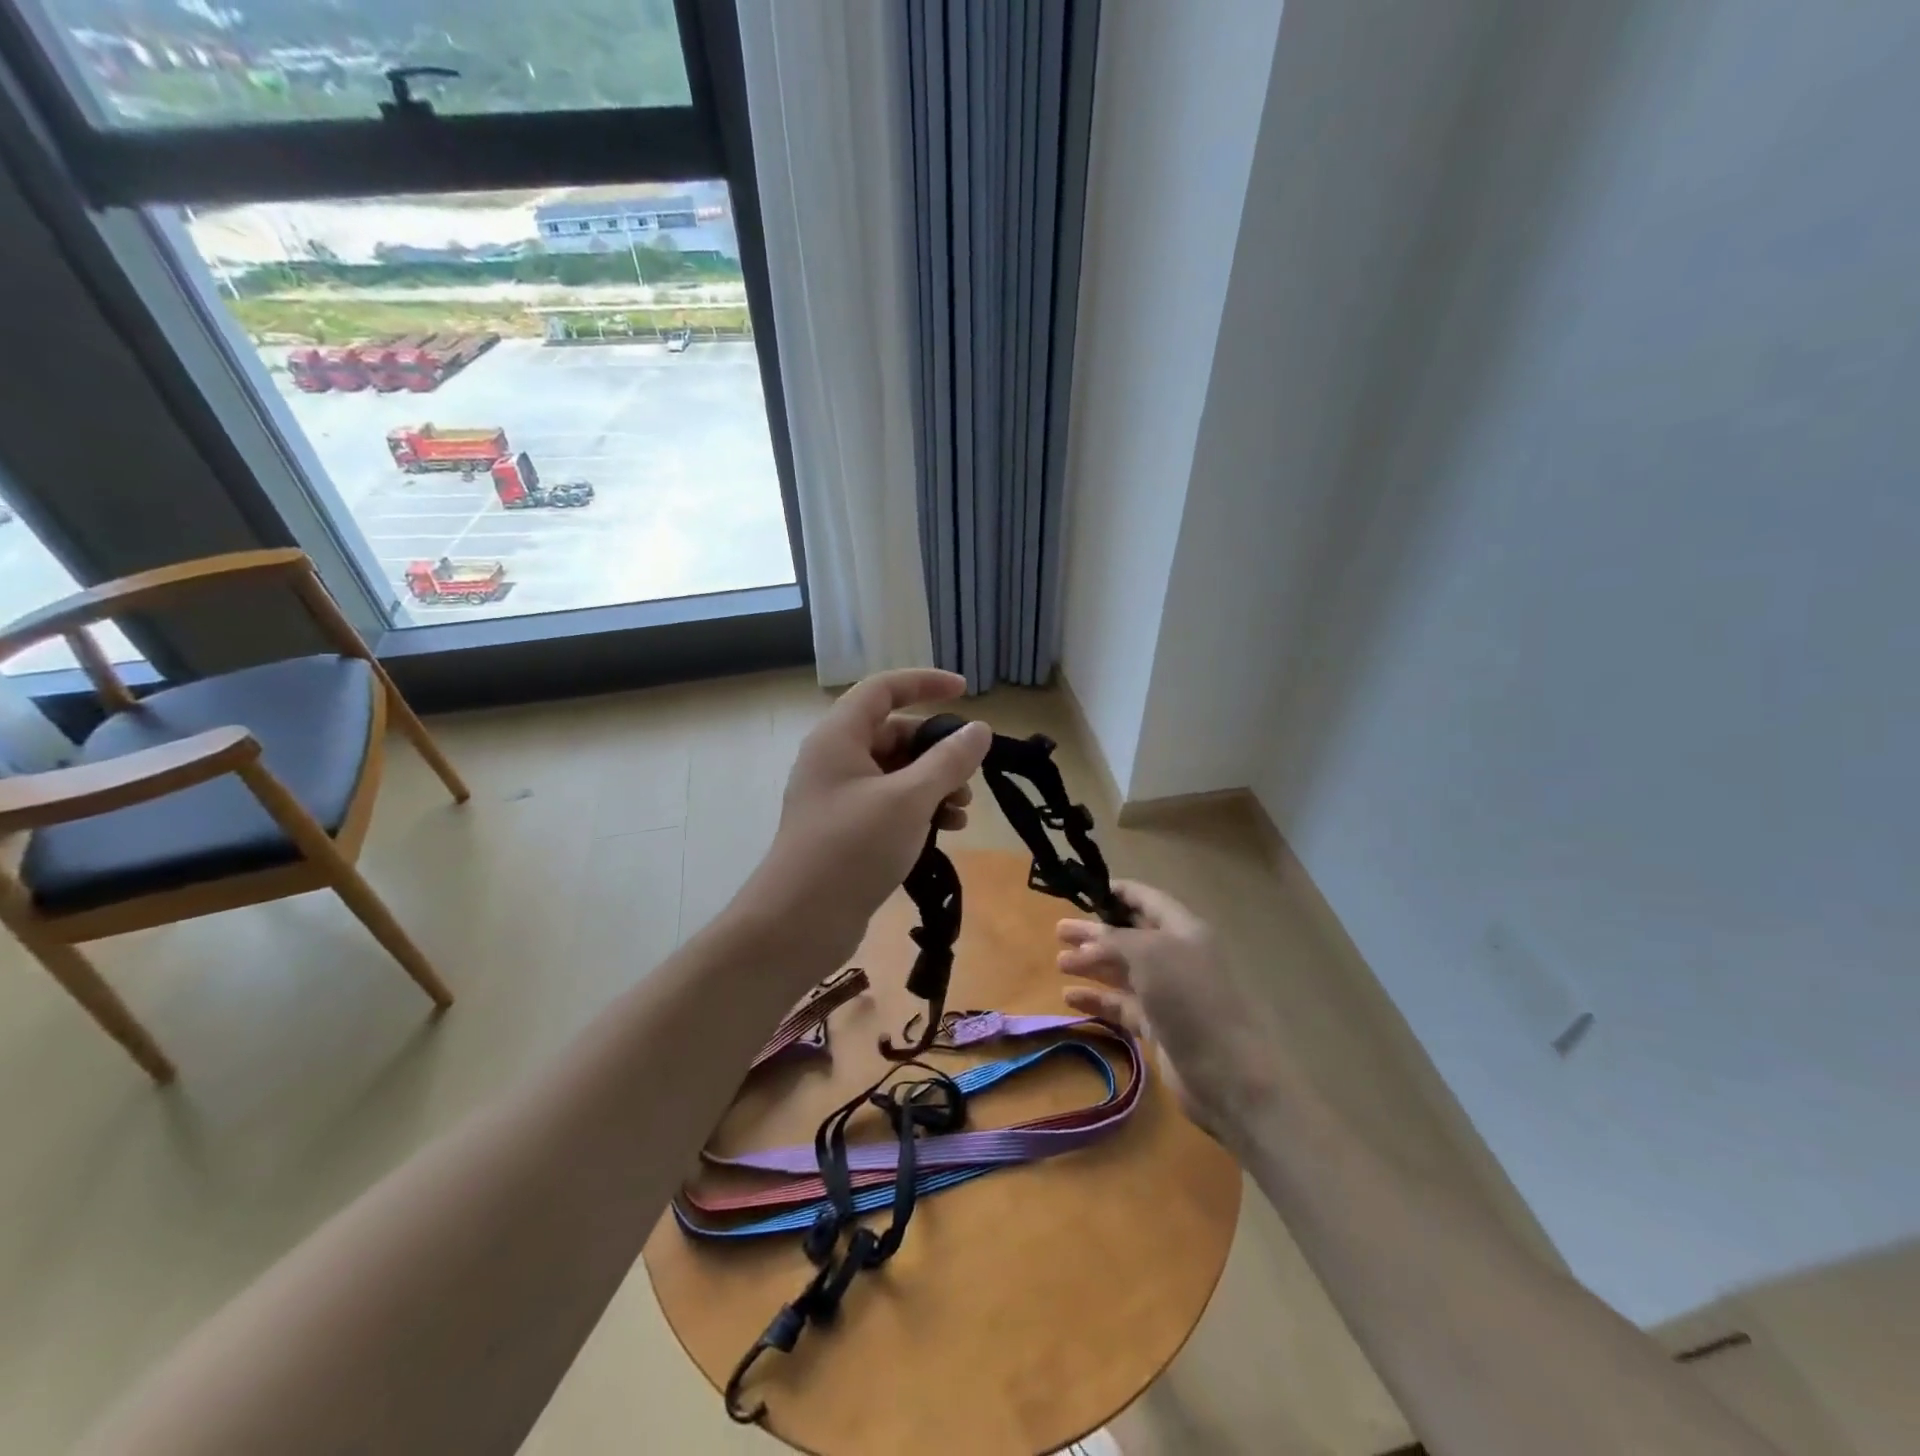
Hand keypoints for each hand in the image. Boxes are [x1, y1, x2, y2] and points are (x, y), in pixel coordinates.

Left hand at [756, 668, 991, 964]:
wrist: (798, 924)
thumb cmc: (852, 849)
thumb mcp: (909, 800)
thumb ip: (948, 761)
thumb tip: (979, 730)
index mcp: (839, 737)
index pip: (884, 689)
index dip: (925, 683)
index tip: (966, 691)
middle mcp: (836, 759)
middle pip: (894, 733)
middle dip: (937, 750)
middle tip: (970, 774)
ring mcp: (839, 796)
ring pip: (896, 772)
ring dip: (933, 783)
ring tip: (962, 810)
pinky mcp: (846, 829)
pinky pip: (890, 803)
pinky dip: (919, 808)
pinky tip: (947, 829)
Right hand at [1056, 882, 1285, 1150]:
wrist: (1227, 1074)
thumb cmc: (1189, 999)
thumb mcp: (1149, 954)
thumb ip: (1115, 940)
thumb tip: (1089, 941)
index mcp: (1183, 929)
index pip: (1147, 900)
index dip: (1118, 892)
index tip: (1084, 891)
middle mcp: (1177, 957)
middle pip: (1130, 936)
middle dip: (1095, 931)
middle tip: (1059, 930)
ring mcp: (1168, 994)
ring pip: (1124, 971)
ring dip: (1092, 964)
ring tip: (1059, 962)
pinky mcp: (1159, 1027)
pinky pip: (1122, 1006)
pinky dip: (1098, 1000)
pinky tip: (1070, 998)